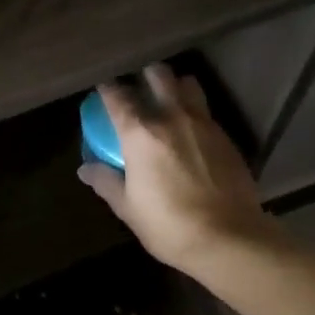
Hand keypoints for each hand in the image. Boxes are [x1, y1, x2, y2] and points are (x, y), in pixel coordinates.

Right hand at [77, 64, 274, 273]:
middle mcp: (172, 118)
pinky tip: (193, 133)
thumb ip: (106, 182)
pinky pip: (206, 112)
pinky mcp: (226, 137)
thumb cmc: (169, 225)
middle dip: (147, 75)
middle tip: (140, 87)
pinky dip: (195, 112)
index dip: (107, 89)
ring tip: (170, 101)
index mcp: (140, 134)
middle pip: (159, 76)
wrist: (228, 238)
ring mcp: (203, 124)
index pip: (117, 97)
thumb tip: (85, 169)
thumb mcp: (128, 208)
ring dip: (176, 86)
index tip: (102, 90)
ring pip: (189, 85)